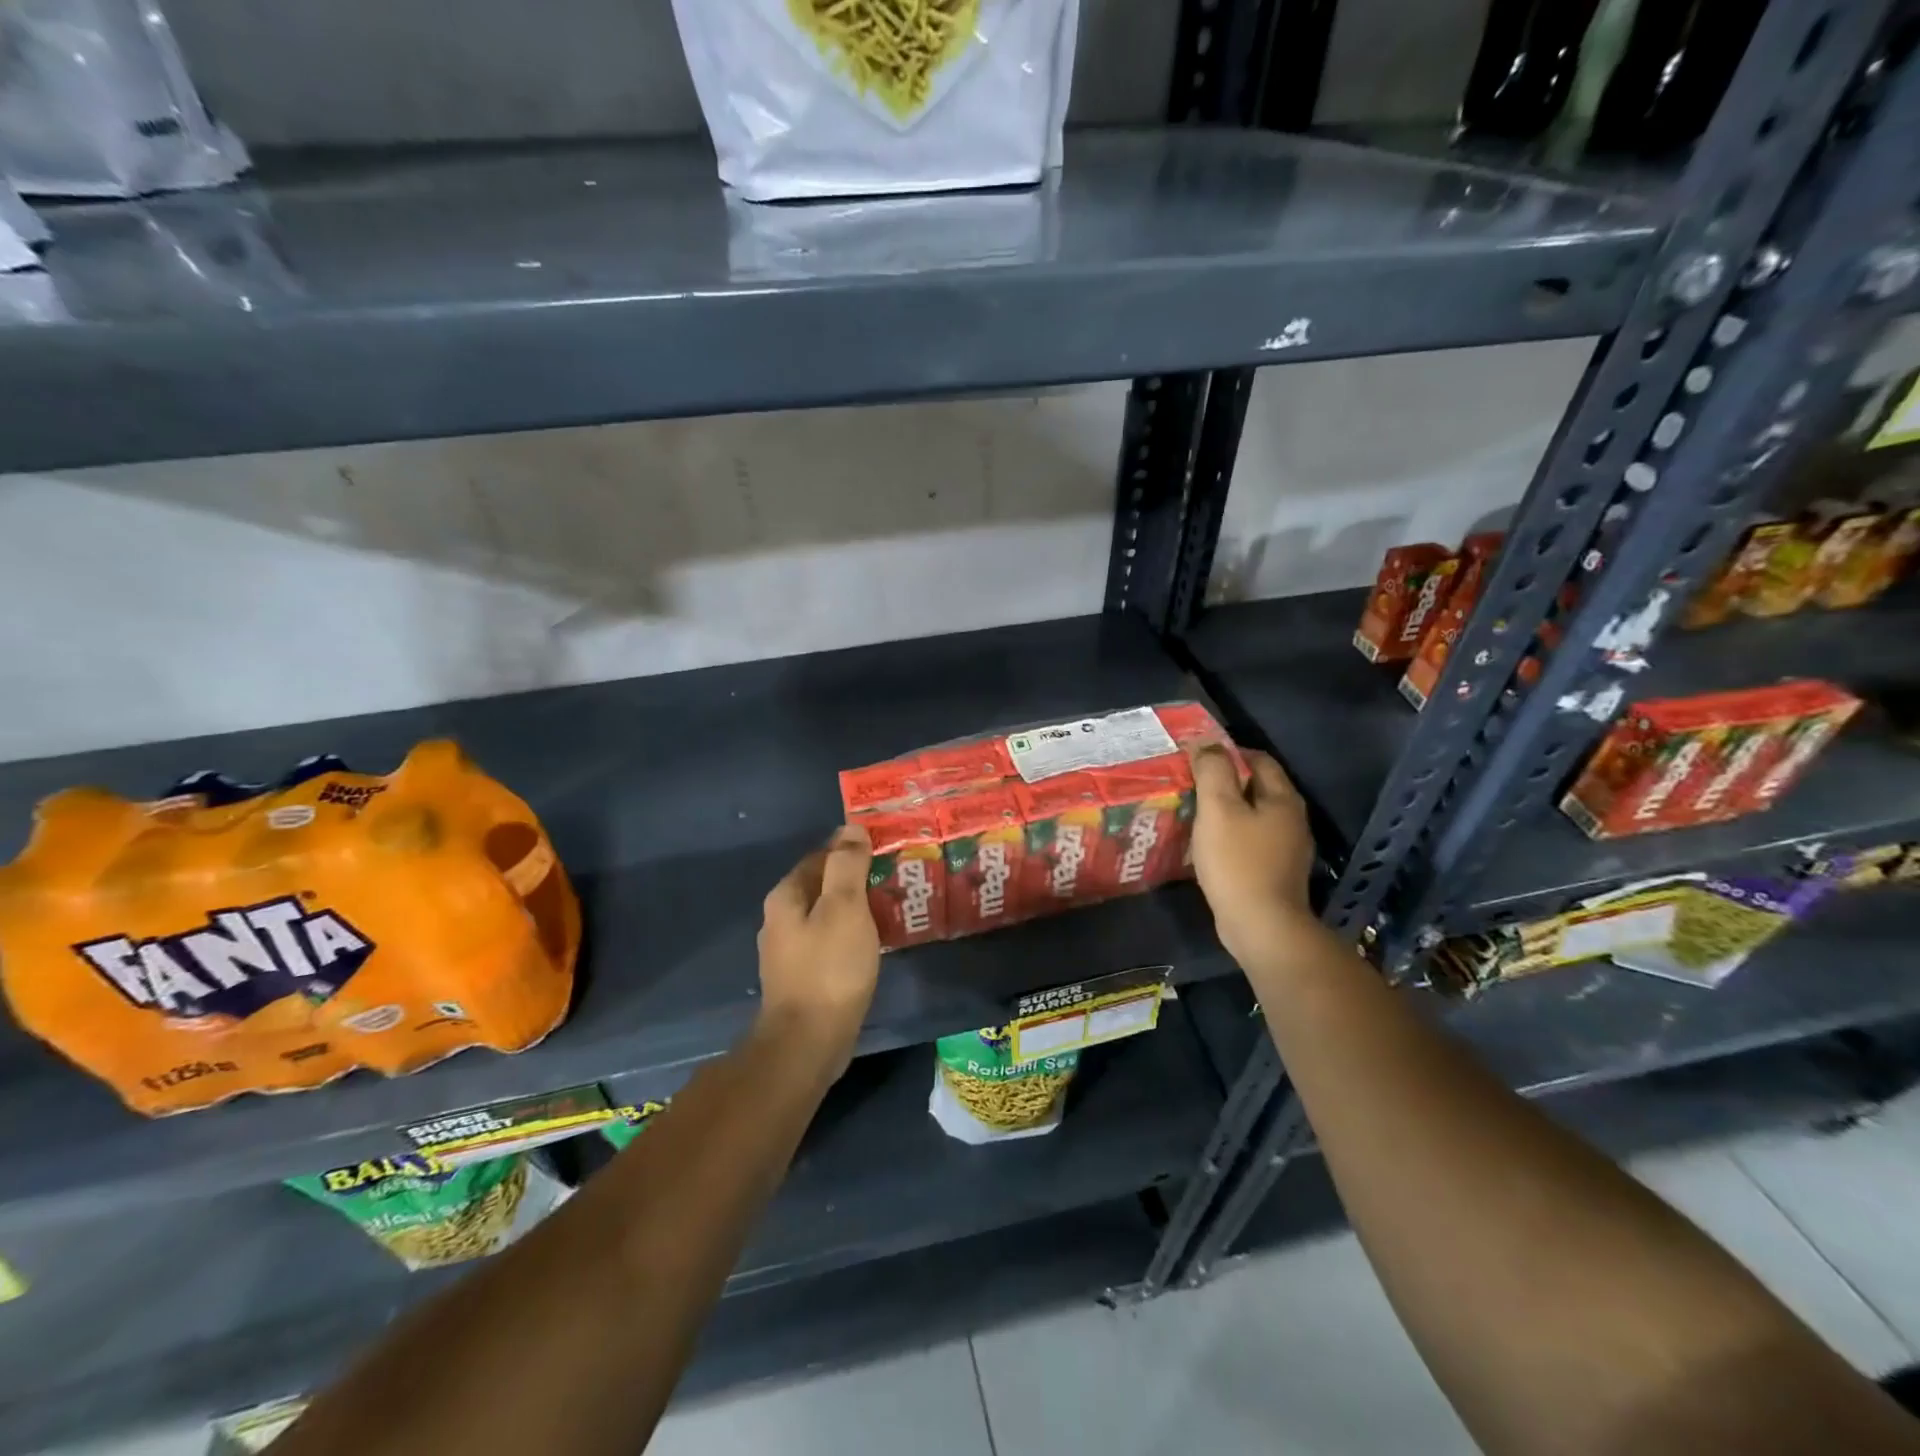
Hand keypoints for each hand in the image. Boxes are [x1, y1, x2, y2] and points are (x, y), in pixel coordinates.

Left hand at [756, 824, 881, 1061]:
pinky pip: (830, 943)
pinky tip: (874, 942)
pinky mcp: (803, 977)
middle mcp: (780, 919)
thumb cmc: (829, 968)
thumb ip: (847, 865)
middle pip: (822, 886)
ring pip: (827, 916)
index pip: (821, 856)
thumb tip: (850, 829)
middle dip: (856, 879)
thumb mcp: (844, 908)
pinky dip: (851, 935)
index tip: (885, 850)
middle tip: (895, 878)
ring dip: (856, 909)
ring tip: (892, 907)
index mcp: (786, 896)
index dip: (852, 849)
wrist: (808, 1042)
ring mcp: (789, 951)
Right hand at [1189, 745, 1318, 964]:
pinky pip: (1252, 840)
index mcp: (1283, 798)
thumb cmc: (1237, 862)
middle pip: (1258, 787)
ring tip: (1194, 812)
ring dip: (1227, 810)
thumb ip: (1213, 771)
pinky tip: (1209, 844)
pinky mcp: (1276, 872)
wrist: (1262, 926)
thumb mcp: (1218, 809)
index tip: (1197, 758)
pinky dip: (1231, 834)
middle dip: (1226, 781)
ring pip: (1254, 815)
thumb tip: (1207, 744)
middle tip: (1191, 784)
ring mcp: (1287, 848)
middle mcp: (1292, 819)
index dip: (1228, 752)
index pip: (1258, 759)